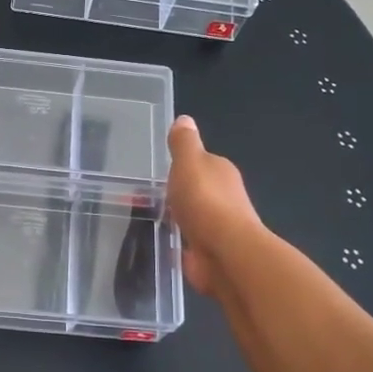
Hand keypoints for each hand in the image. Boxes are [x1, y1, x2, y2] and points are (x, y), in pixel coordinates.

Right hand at [166, 115, 261, 297]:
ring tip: (150, 219)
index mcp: (221, 172)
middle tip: (147, 196)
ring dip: (178, 218)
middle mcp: (224, 197)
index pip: (201, 163)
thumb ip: (184, 143)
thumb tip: (185, 119)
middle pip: (197, 190)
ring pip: (193, 217)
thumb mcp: (188, 163)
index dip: (182, 166)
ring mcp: (218, 227)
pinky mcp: (210, 252)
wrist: (225, 253)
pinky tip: (163, 243)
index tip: (161, 171)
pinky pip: (189, 242)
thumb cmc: (205, 201)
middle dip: (178, 193)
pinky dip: (179, 242)